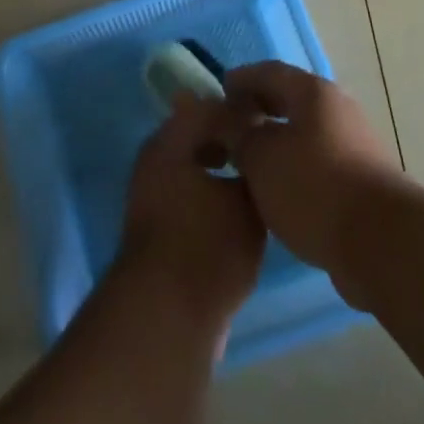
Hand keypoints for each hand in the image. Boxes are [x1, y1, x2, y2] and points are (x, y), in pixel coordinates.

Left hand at [117, 92, 265, 330]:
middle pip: (198, 136)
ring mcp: (152, 195)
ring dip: (223, 170)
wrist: (166, 316)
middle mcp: (155, 160)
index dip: (242, 111)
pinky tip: (241, 213)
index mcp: (170, 140)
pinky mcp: (156, 228)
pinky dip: (213, 196)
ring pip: (194, 167)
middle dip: (232, 140)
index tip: (272, 121)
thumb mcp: (243, 200)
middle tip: (269, 150)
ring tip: (260, 182)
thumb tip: (256, 143)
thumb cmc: (208, 245)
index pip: (209, 107)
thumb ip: (250, 163)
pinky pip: (189, 196)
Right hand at [225, 62, 400, 277]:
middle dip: (259, 110)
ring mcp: (356, 146)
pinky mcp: (364, 182)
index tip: (218, 92)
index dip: (241, 79)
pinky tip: (278, 192)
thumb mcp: (261, 158)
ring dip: (277, 142)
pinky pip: (319, 163)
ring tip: (249, 163)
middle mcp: (338, 110)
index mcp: (313, 92)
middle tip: (229, 126)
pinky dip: (295, 168)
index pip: (269, 71)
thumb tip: (228, 120)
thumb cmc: (314, 187)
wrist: (383, 244)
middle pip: (290, 100)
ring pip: (306, 134)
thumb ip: (239, 134)